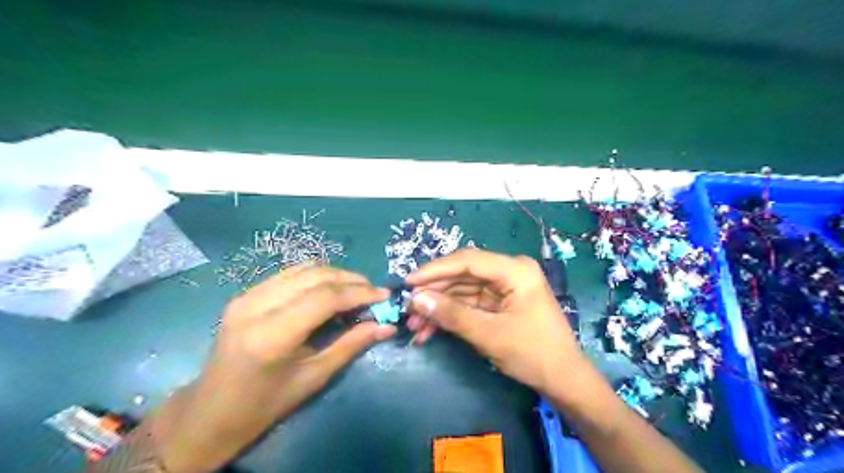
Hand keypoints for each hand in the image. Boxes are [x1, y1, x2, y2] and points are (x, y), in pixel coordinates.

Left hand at [159, 267, 395, 472]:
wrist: (212, 410)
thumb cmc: (266, 403)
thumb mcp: (314, 377)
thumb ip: (351, 345)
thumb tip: (387, 326)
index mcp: (271, 335)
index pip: (325, 298)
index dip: (359, 292)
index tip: (384, 296)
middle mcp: (256, 306)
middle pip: (316, 276)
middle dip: (351, 280)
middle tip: (373, 292)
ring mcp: (247, 296)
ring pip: (304, 269)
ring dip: (335, 275)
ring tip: (356, 289)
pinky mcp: (245, 293)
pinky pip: (289, 273)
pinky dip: (316, 276)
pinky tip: (330, 289)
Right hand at [405, 249, 588, 400]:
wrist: (563, 380)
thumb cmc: (533, 354)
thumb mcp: (489, 334)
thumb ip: (452, 314)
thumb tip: (416, 298)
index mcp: (514, 270)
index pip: (467, 261)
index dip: (434, 270)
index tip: (407, 282)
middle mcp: (509, 271)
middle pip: (462, 274)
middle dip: (434, 293)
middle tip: (407, 308)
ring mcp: (503, 287)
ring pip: (462, 290)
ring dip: (438, 306)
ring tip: (414, 325)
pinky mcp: (499, 302)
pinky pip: (469, 303)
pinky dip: (450, 316)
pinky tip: (430, 330)